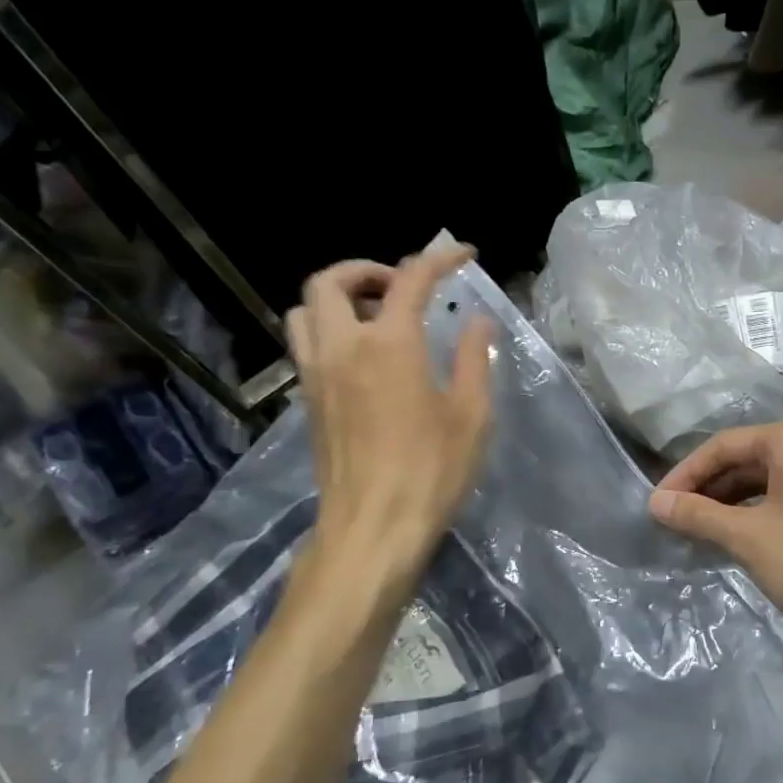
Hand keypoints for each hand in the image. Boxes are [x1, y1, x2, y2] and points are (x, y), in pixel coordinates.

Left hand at [287, 245, 494, 584]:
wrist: (372, 529)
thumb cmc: (431, 471)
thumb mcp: (470, 415)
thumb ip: (474, 359)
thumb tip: (477, 322)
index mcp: (389, 344)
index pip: (411, 279)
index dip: (439, 258)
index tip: (463, 254)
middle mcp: (343, 347)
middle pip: (330, 280)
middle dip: (367, 268)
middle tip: (402, 286)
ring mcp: (317, 375)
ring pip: (305, 309)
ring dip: (337, 297)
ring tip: (374, 315)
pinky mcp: (308, 402)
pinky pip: (305, 343)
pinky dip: (327, 329)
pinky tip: (361, 357)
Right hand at [648, 422, 782, 647]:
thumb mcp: (748, 537)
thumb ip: (698, 515)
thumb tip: (655, 503)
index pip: (725, 445)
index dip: (686, 473)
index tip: (658, 503)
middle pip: (750, 458)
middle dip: (710, 487)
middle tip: (677, 516)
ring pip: (773, 479)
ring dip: (734, 501)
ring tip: (703, 528)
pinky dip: (763, 511)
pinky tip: (744, 536)